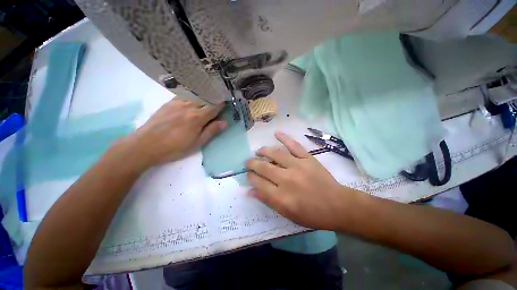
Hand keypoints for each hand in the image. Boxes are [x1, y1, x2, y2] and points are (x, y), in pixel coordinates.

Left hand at [122, 99, 225, 168]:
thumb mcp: (197, 143)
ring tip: (207, 98)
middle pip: (205, 99)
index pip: (214, 107)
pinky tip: (192, 99)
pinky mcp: (168, 103)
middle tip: (218, 101)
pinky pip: (184, 95)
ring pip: (195, 95)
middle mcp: (189, 106)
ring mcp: (177, 103)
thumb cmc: (175, 147)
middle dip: (213, 99)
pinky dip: (191, 96)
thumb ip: (211, 131)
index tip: (226, 103)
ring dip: (203, 96)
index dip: (221, 105)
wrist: (146, 145)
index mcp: (197, 117)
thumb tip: (224, 123)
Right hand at [245, 132, 346, 229]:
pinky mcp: (308, 158)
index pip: (258, 183)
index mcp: (281, 196)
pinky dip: (284, 138)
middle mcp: (287, 179)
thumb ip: (267, 201)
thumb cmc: (311, 214)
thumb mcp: (287, 214)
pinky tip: (276, 133)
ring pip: (275, 154)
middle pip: (263, 167)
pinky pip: (294, 145)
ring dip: (263, 151)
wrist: (337, 205)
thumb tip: (250, 191)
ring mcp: (298, 166)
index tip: (248, 175)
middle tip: (247, 162)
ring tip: (258, 151)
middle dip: (252, 164)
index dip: (250, 177)